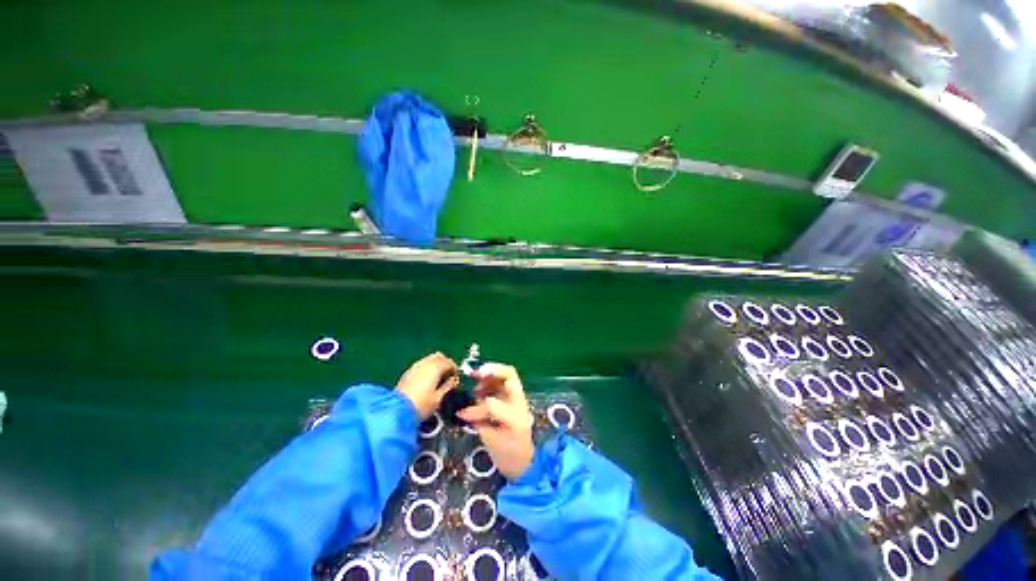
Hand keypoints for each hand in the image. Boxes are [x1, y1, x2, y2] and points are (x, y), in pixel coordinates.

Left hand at [396, 352, 457, 419]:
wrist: (396, 411)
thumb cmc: (421, 405)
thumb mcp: (439, 398)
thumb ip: (448, 386)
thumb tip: (453, 380)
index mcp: (435, 368)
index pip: (449, 362)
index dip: (454, 369)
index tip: (455, 378)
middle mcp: (425, 363)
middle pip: (439, 356)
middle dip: (445, 363)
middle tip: (448, 375)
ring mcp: (415, 367)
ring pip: (429, 359)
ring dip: (436, 364)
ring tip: (438, 377)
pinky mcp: (407, 372)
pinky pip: (421, 364)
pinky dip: (427, 367)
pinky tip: (427, 379)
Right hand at [456, 363, 534, 479]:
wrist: (525, 463)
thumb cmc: (508, 456)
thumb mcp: (492, 442)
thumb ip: (480, 423)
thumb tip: (465, 410)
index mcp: (515, 416)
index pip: (494, 403)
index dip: (477, 409)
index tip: (464, 414)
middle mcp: (518, 403)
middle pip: (509, 375)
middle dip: (491, 370)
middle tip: (475, 374)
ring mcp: (517, 399)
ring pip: (506, 376)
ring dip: (489, 376)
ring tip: (476, 383)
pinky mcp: (514, 399)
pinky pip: (503, 383)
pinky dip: (490, 381)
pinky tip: (479, 389)